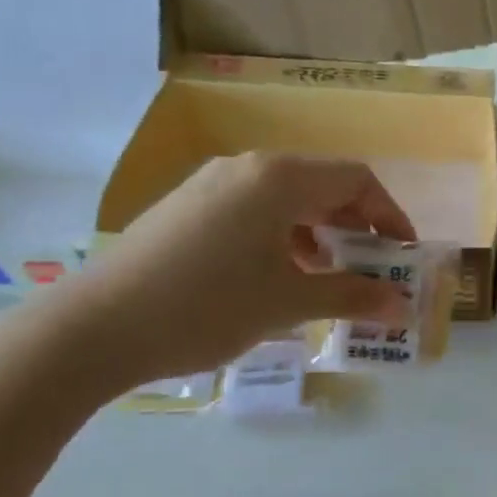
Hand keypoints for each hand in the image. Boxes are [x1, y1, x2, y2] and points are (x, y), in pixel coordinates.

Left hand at [40, 154, 415, 392]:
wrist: (93, 329)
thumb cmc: (207, 307)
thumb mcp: (289, 303)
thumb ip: (352, 296)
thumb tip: (402, 305)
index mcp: (278, 177)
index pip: (357, 179)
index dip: (390, 215)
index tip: (401, 256)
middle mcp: (246, 168)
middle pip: (323, 185)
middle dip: (357, 226)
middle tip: (371, 270)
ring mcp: (211, 185)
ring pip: (287, 199)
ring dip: (320, 234)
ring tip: (327, 278)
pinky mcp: (187, 208)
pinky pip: (254, 211)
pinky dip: (283, 237)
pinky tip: (277, 277)